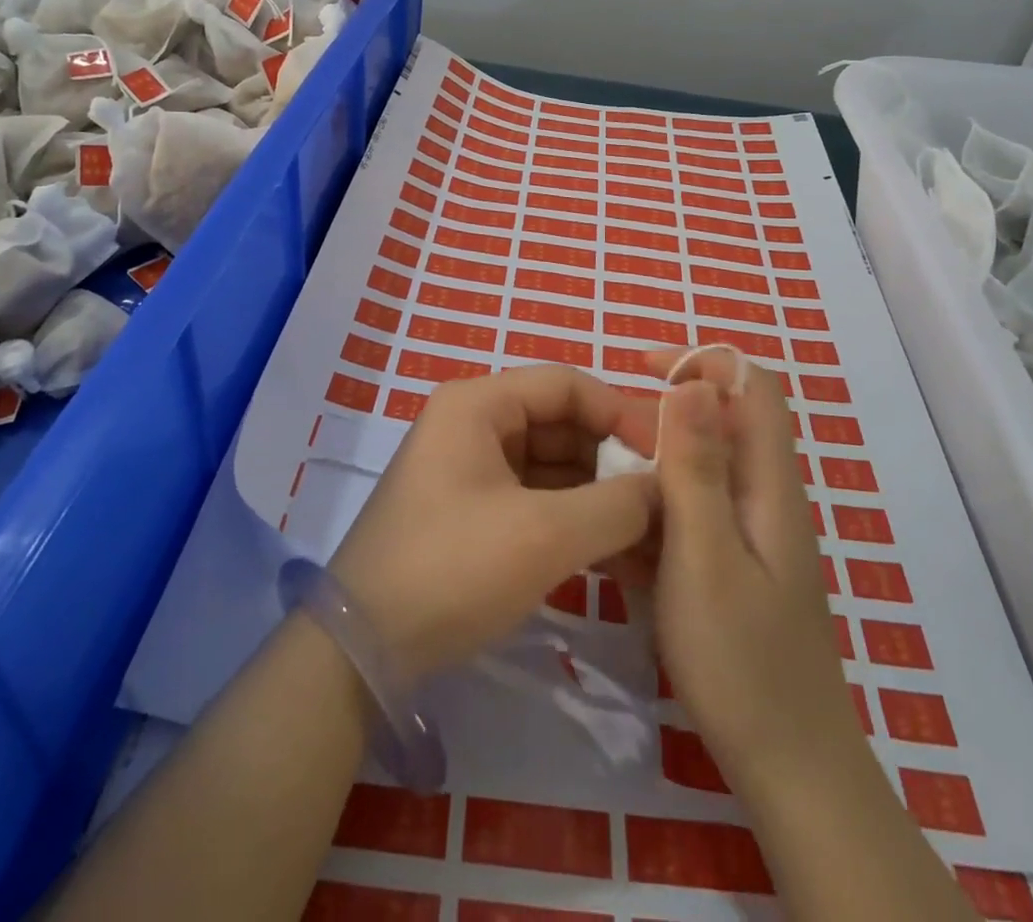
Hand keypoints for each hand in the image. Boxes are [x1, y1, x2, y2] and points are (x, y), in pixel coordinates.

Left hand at [330, 365, 660, 681]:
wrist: (364, 649)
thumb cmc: (454, 568)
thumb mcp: (545, 535)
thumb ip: (617, 506)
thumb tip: (667, 490)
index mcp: (478, 404)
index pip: (566, 384)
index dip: (620, 412)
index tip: (667, 456)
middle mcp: (472, 424)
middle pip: (559, 422)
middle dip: (611, 460)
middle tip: (663, 502)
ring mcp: (469, 468)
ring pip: (550, 465)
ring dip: (597, 496)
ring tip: (648, 536)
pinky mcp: (471, 511)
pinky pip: (533, 498)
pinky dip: (572, 519)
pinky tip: (614, 554)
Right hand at [641, 348, 857, 789]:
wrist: (786, 769)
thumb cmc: (742, 660)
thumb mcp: (705, 555)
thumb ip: (697, 466)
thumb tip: (692, 380)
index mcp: (768, 482)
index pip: (751, 386)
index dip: (700, 360)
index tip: (639, 368)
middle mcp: (762, 496)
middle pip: (717, 424)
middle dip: (658, 418)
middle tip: (601, 443)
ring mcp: (746, 534)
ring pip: (694, 471)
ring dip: (647, 469)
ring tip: (599, 493)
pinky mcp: (728, 565)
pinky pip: (686, 515)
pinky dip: (650, 514)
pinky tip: (614, 543)